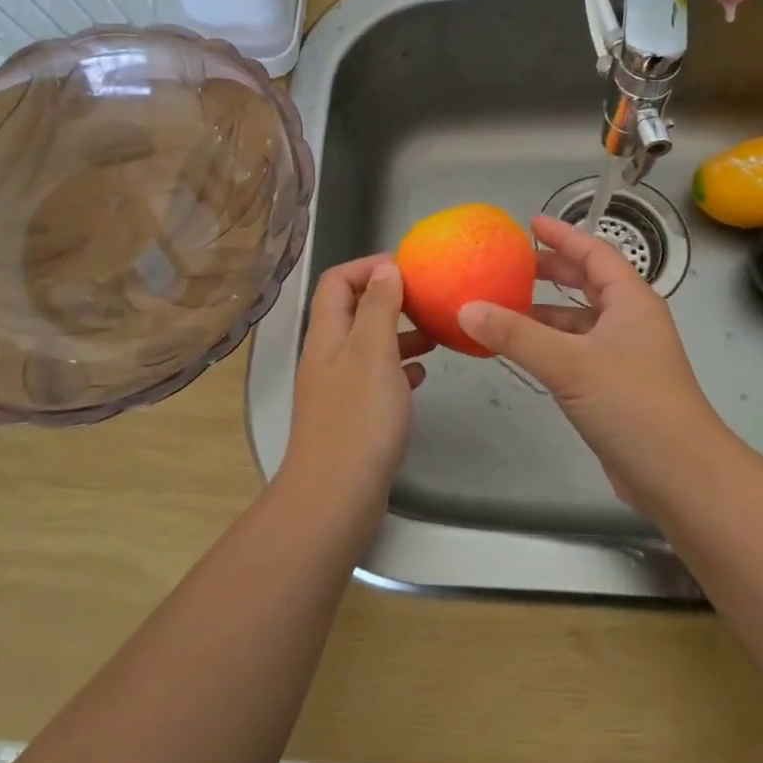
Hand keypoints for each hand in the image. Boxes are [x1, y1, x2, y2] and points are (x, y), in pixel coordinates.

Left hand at [279, 256, 432, 513]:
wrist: (336, 496)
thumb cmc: (358, 418)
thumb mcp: (373, 352)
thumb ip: (379, 307)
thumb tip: (385, 268)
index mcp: (327, 334)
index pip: (337, 280)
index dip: (368, 266)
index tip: (408, 267)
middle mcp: (328, 356)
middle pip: (353, 310)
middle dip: (389, 299)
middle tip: (427, 298)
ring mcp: (338, 388)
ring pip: (368, 345)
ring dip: (399, 333)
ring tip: (434, 334)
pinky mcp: (352, 416)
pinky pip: (376, 378)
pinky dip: (398, 369)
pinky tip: (422, 375)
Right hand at [458, 216, 729, 512]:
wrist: (680, 474)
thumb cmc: (632, 404)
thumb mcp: (569, 364)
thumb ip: (516, 335)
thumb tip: (466, 308)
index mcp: (631, 301)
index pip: (595, 252)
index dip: (563, 235)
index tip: (530, 224)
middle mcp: (630, 321)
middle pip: (590, 282)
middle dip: (553, 270)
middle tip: (512, 264)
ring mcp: (625, 355)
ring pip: (581, 320)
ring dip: (547, 312)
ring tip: (504, 307)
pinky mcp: (616, 386)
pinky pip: (577, 351)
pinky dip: (550, 344)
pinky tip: (522, 352)